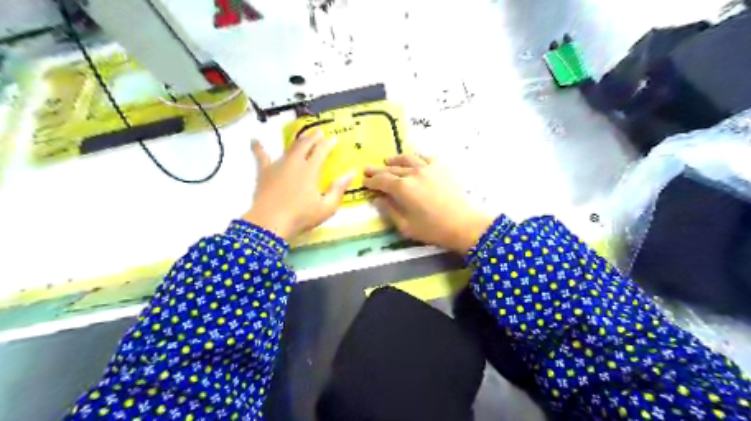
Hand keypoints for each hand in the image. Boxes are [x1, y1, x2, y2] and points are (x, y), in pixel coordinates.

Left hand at [243, 132, 356, 242]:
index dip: (328, 143)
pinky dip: (258, 148)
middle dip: (313, 137)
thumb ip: (339, 189)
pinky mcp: (264, 172)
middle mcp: (295, 162)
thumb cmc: (301, 216)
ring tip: (302, 137)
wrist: (269, 223)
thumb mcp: (326, 207)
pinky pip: (261, 156)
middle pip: (305, 144)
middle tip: (319, 132)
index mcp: (310, 169)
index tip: (334, 138)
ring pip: (289, 147)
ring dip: (297, 141)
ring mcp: (278, 165)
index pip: (321, 150)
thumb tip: (351, 173)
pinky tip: (254, 140)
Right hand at [364, 155, 493, 253]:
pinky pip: (424, 157)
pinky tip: (412, 159)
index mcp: (402, 188)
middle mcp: (413, 172)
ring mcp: (428, 167)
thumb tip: (377, 199)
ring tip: (387, 161)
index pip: (381, 180)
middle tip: (368, 169)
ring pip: (406, 158)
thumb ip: (389, 210)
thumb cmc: (433, 229)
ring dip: (394, 159)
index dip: (371, 181)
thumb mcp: (405, 226)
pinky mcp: (441, 166)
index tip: (364, 181)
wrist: (464, 223)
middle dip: (378, 169)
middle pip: (391, 168)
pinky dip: (415, 157)